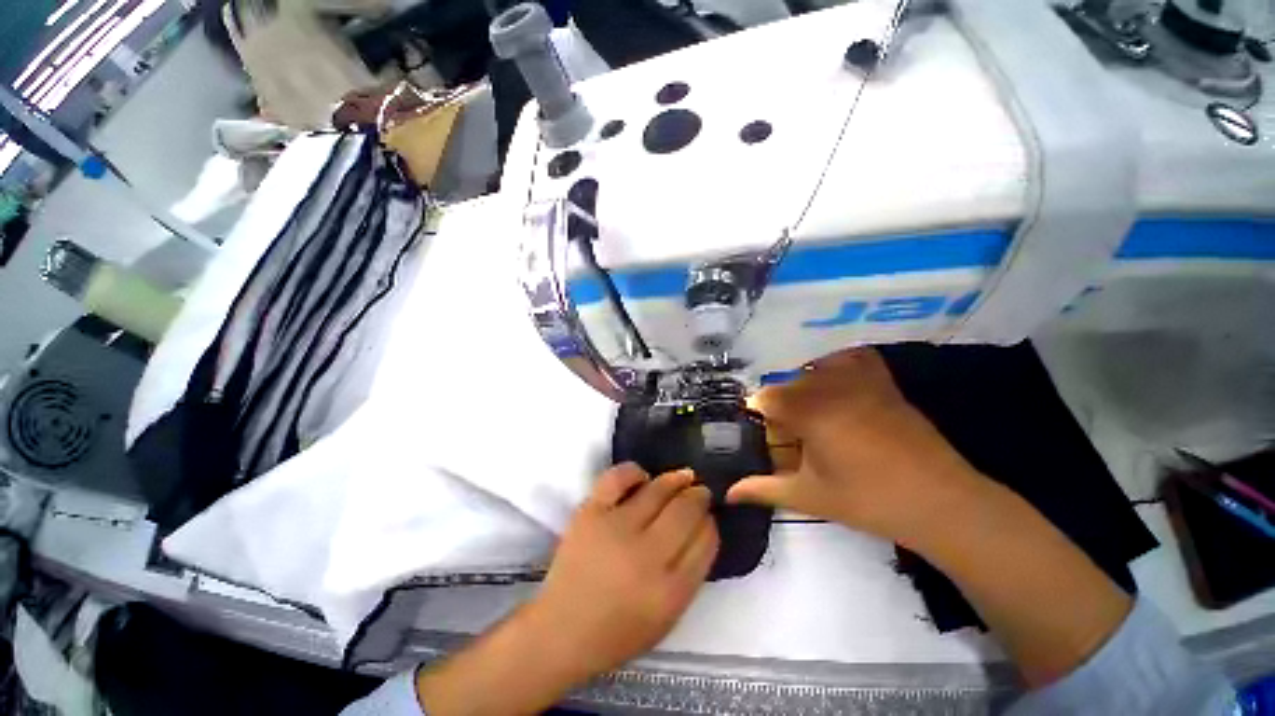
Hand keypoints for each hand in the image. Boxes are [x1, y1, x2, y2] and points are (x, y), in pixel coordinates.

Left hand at [529, 464, 718, 676]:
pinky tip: (642, 477)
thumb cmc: (618, 631)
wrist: (562, 630)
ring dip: (676, 479)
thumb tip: (703, 527)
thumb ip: (690, 573)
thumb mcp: (667, 616)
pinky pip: (618, 478)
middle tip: (699, 491)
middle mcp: (647, 556)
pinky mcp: (590, 513)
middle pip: (686, 510)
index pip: (705, 541)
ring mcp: (616, 529)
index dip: (710, 522)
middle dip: (699, 496)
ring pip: (657, 490)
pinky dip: (634, 472)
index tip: (708, 515)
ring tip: (682, 477)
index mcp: (670, 590)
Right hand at [728, 348, 987, 548]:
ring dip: (802, 384)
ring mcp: (861, 382)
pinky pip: (853, 358)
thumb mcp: (810, 497)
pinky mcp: (884, 384)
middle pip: (789, 383)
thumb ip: (764, 490)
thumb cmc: (869, 501)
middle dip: (779, 402)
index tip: (757, 426)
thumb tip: (729, 493)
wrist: (940, 503)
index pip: (768, 397)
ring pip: (814, 369)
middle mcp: (832, 389)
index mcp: (811, 414)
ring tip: (807, 408)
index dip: (757, 410)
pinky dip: (837, 364)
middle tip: (783, 428)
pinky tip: (834, 382)